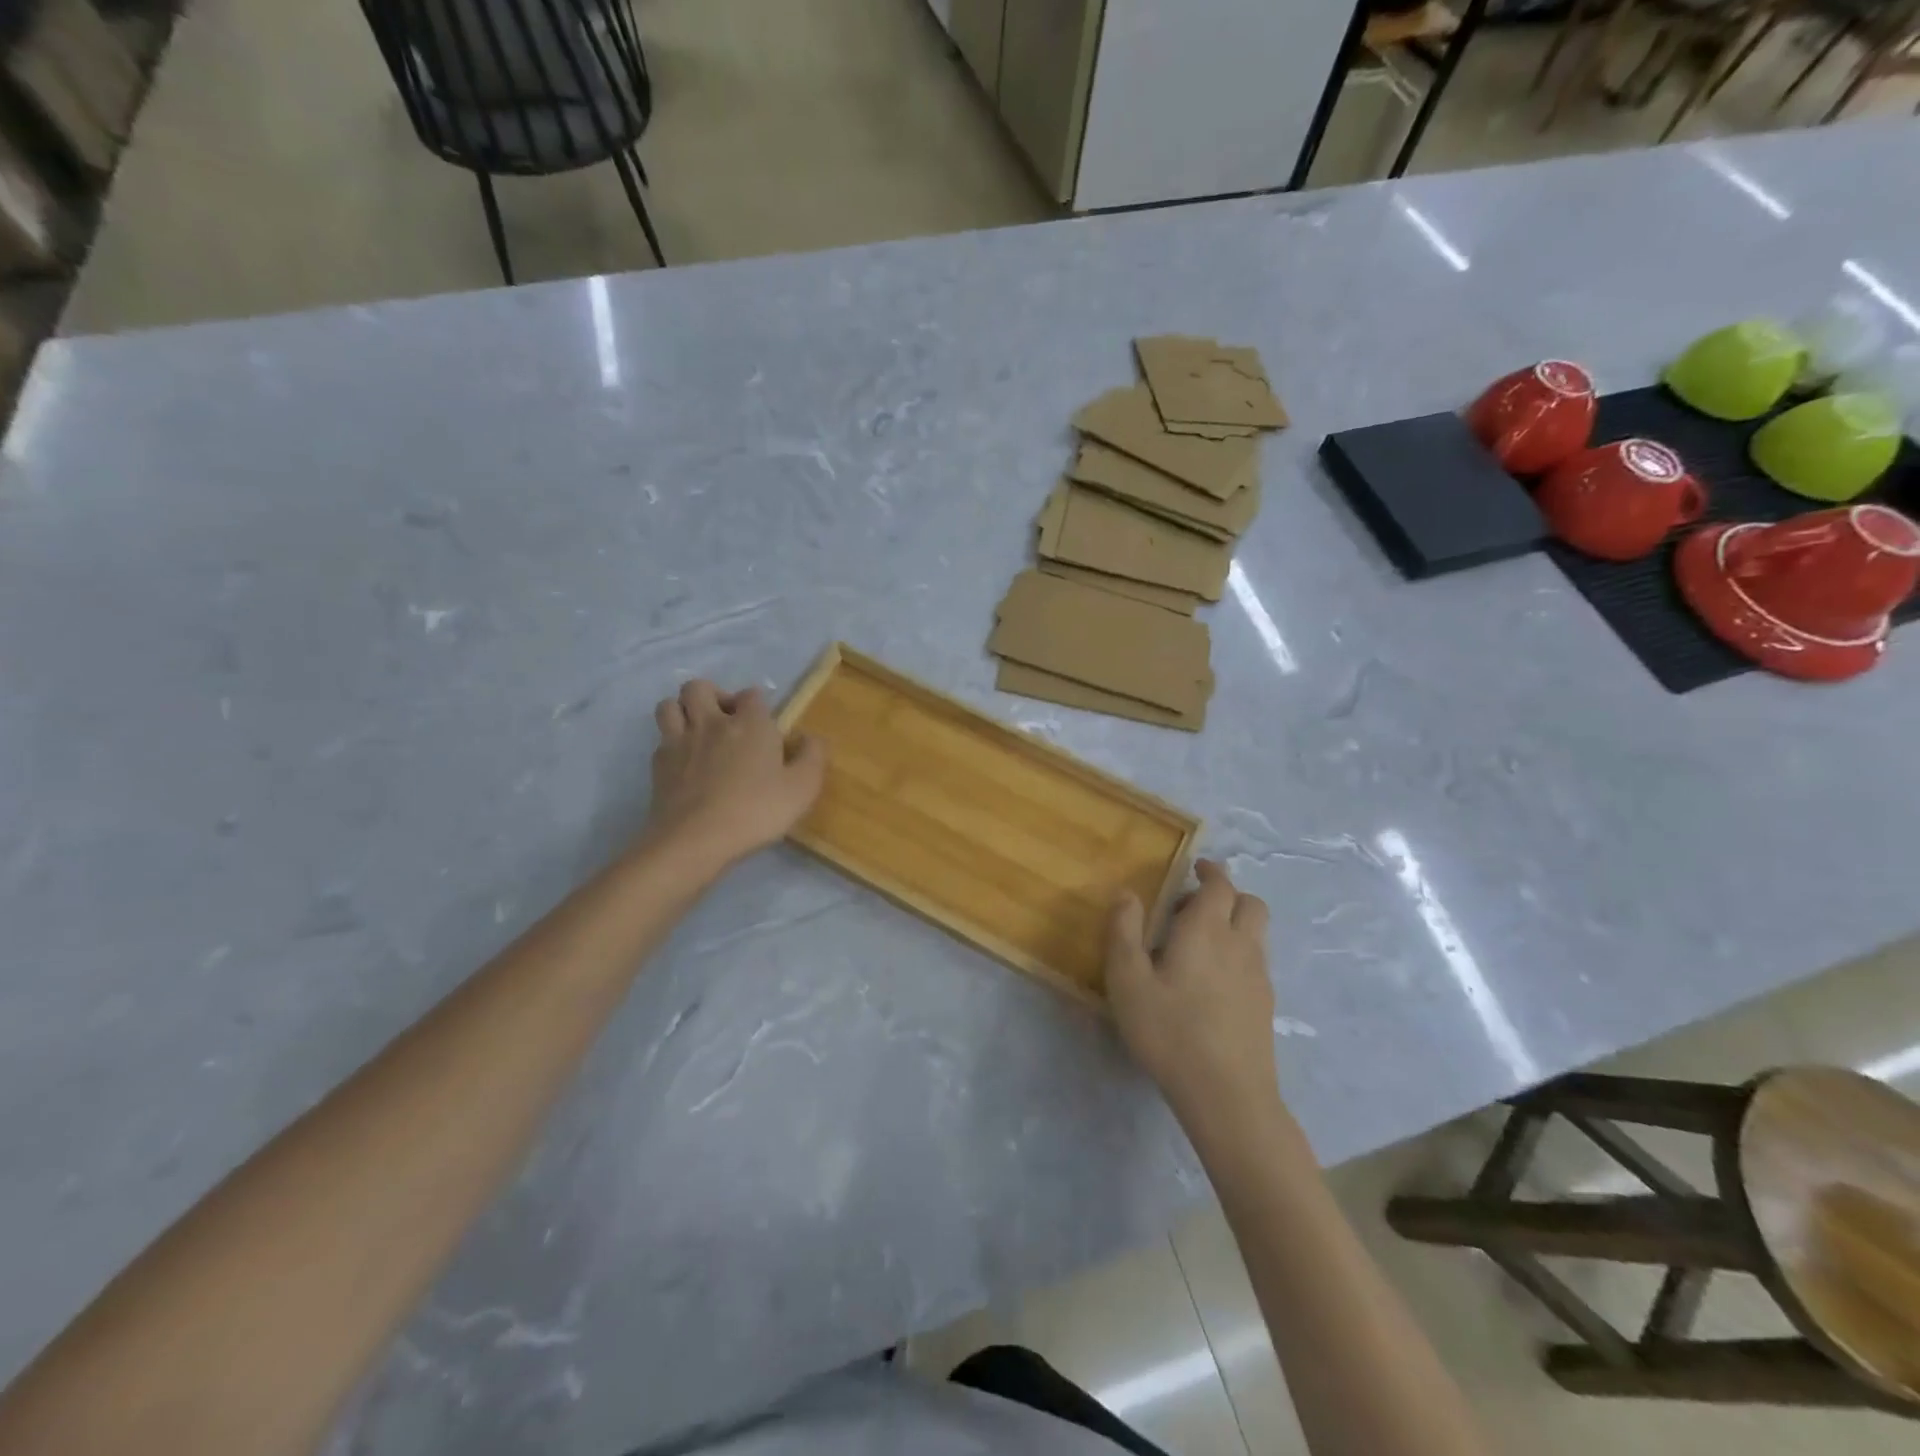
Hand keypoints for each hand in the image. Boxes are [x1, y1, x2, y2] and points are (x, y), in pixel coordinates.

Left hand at [644, 680, 826, 870]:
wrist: (695, 840)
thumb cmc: (755, 811)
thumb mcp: (803, 788)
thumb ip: (813, 757)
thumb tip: (811, 737)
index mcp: (750, 723)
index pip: (752, 695)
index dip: (759, 706)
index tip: (766, 728)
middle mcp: (711, 722)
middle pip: (699, 687)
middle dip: (713, 696)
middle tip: (727, 721)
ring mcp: (679, 742)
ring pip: (670, 705)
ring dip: (683, 711)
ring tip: (698, 732)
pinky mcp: (658, 765)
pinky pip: (661, 739)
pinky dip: (672, 744)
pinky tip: (685, 763)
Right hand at [1105, 859, 1276, 1120]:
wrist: (1227, 1095)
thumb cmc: (1169, 1031)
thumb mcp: (1128, 981)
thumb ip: (1124, 932)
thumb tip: (1127, 893)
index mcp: (1207, 929)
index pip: (1220, 885)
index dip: (1210, 871)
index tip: (1195, 867)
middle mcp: (1240, 944)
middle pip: (1250, 903)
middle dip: (1227, 894)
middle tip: (1193, 906)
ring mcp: (1259, 976)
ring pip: (1257, 932)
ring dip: (1235, 923)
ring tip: (1200, 943)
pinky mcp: (1266, 1005)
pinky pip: (1256, 961)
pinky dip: (1239, 953)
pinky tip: (1213, 982)